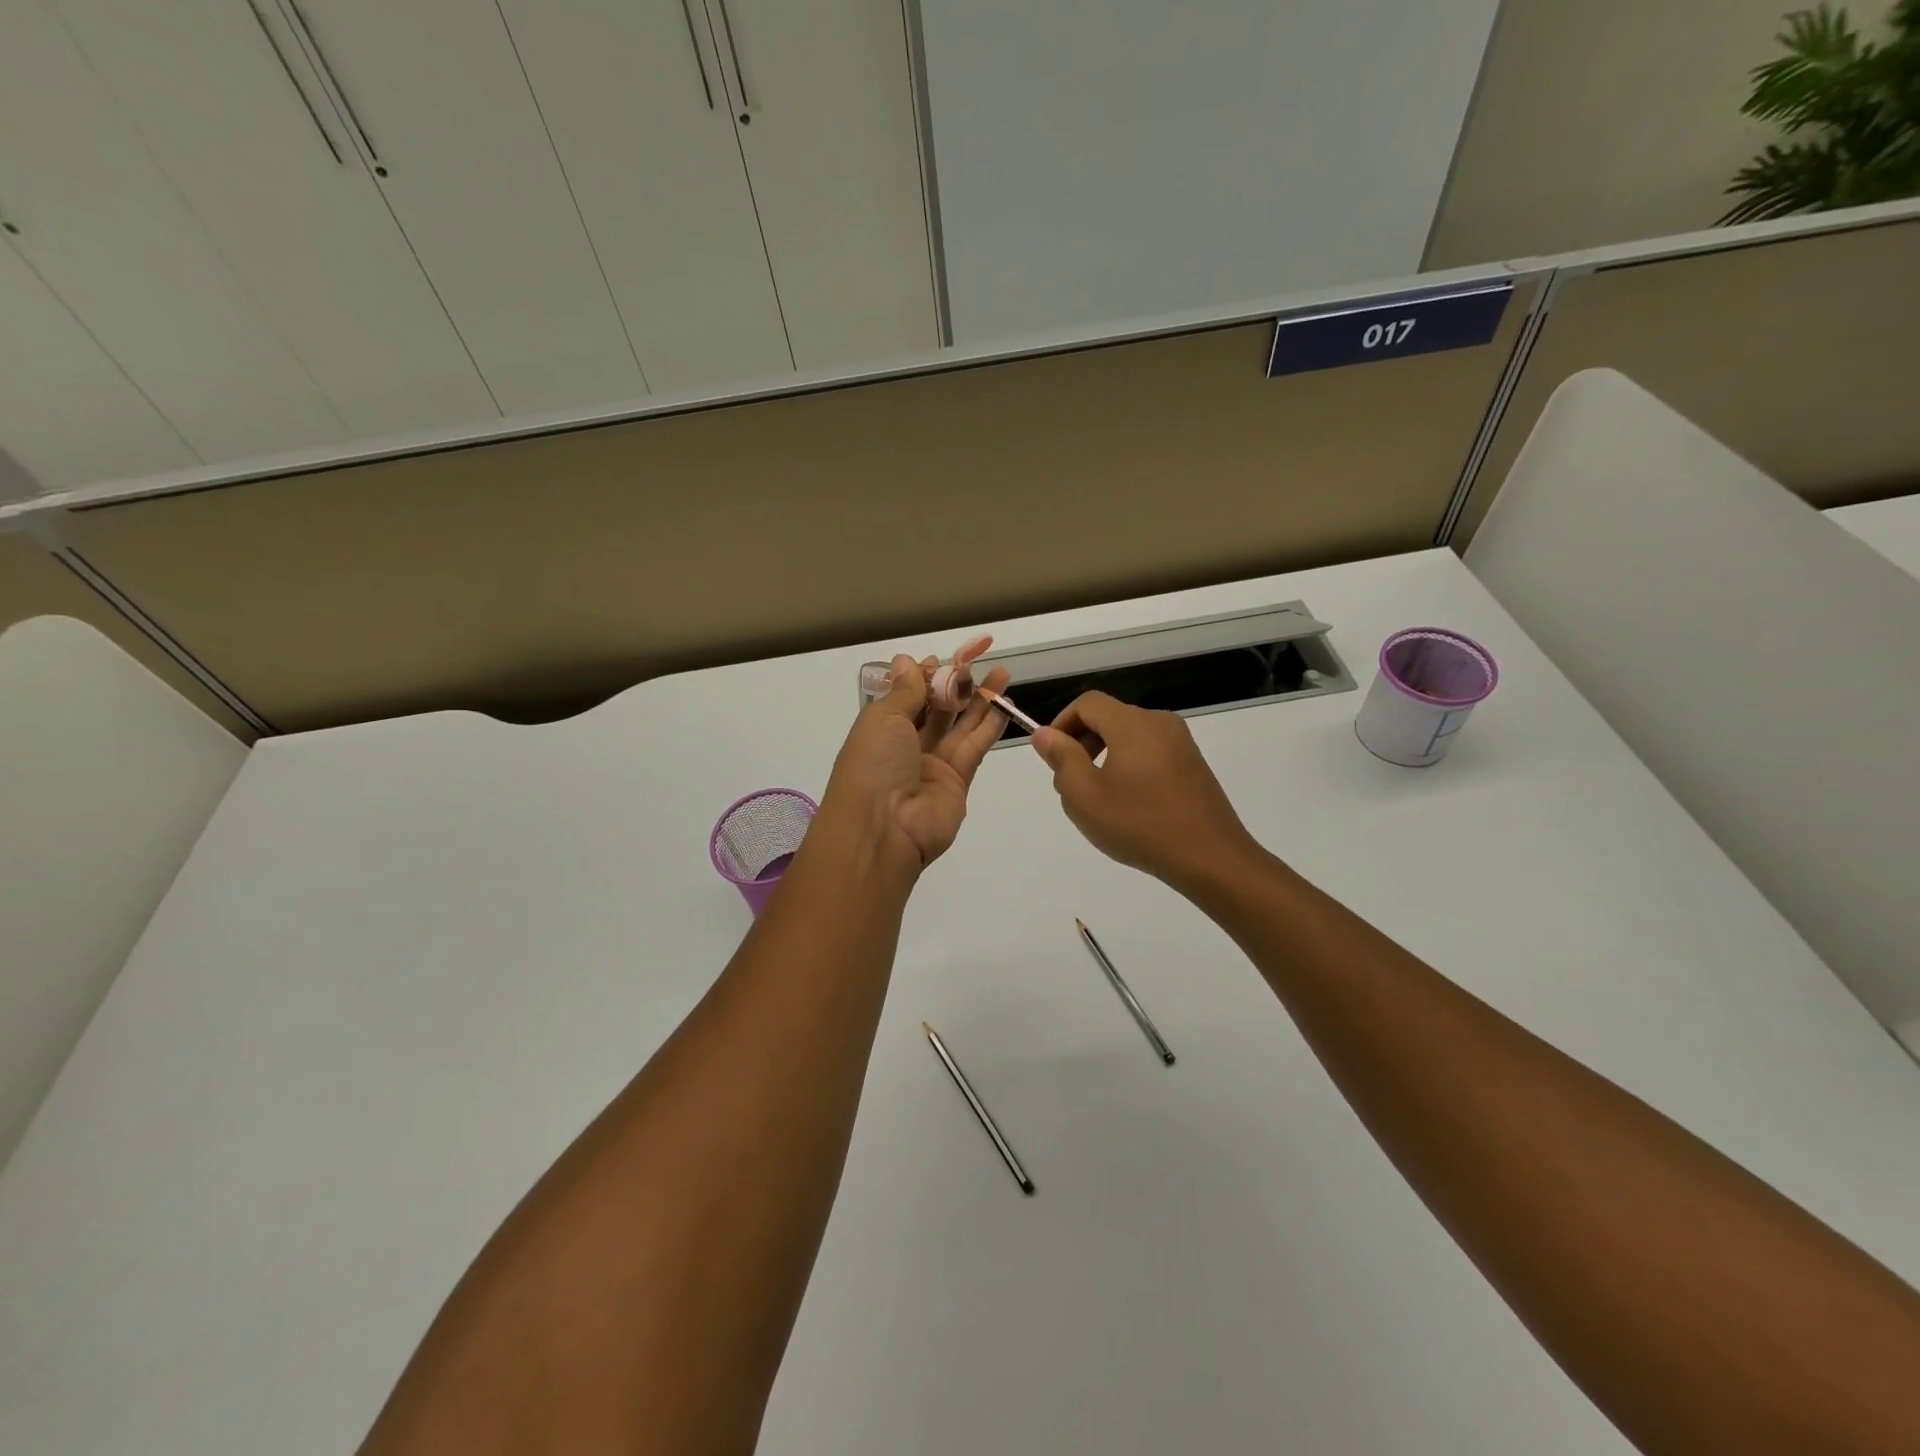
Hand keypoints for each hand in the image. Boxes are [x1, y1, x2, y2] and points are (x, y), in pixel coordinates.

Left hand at [818, 654, 1009, 872]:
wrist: (884, 829)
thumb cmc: (873, 765)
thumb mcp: (883, 718)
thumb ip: (904, 691)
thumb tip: (906, 660)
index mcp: (881, 729)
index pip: (906, 697)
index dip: (924, 677)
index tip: (943, 660)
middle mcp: (906, 746)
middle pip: (935, 710)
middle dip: (955, 685)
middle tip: (977, 661)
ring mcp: (933, 764)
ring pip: (960, 726)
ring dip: (979, 700)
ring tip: (1001, 673)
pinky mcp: (958, 780)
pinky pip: (975, 747)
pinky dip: (990, 725)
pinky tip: (1004, 703)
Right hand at [1031, 692, 1261, 893]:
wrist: (1210, 857)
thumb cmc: (1139, 825)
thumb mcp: (1085, 796)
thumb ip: (1061, 758)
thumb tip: (1045, 734)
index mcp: (1132, 723)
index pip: (1087, 703)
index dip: (1062, 723)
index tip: (1051, 756)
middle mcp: (1159, 723)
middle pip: (1109, 717)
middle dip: (1082, 742)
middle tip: (1069, 782)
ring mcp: (1181, 743)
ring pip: (1129, 736)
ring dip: (1104, 756)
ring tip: (1097, 798)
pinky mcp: (1193, 764)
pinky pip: (1150, 752)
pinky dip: (1129, 765)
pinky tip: (1129, 804)